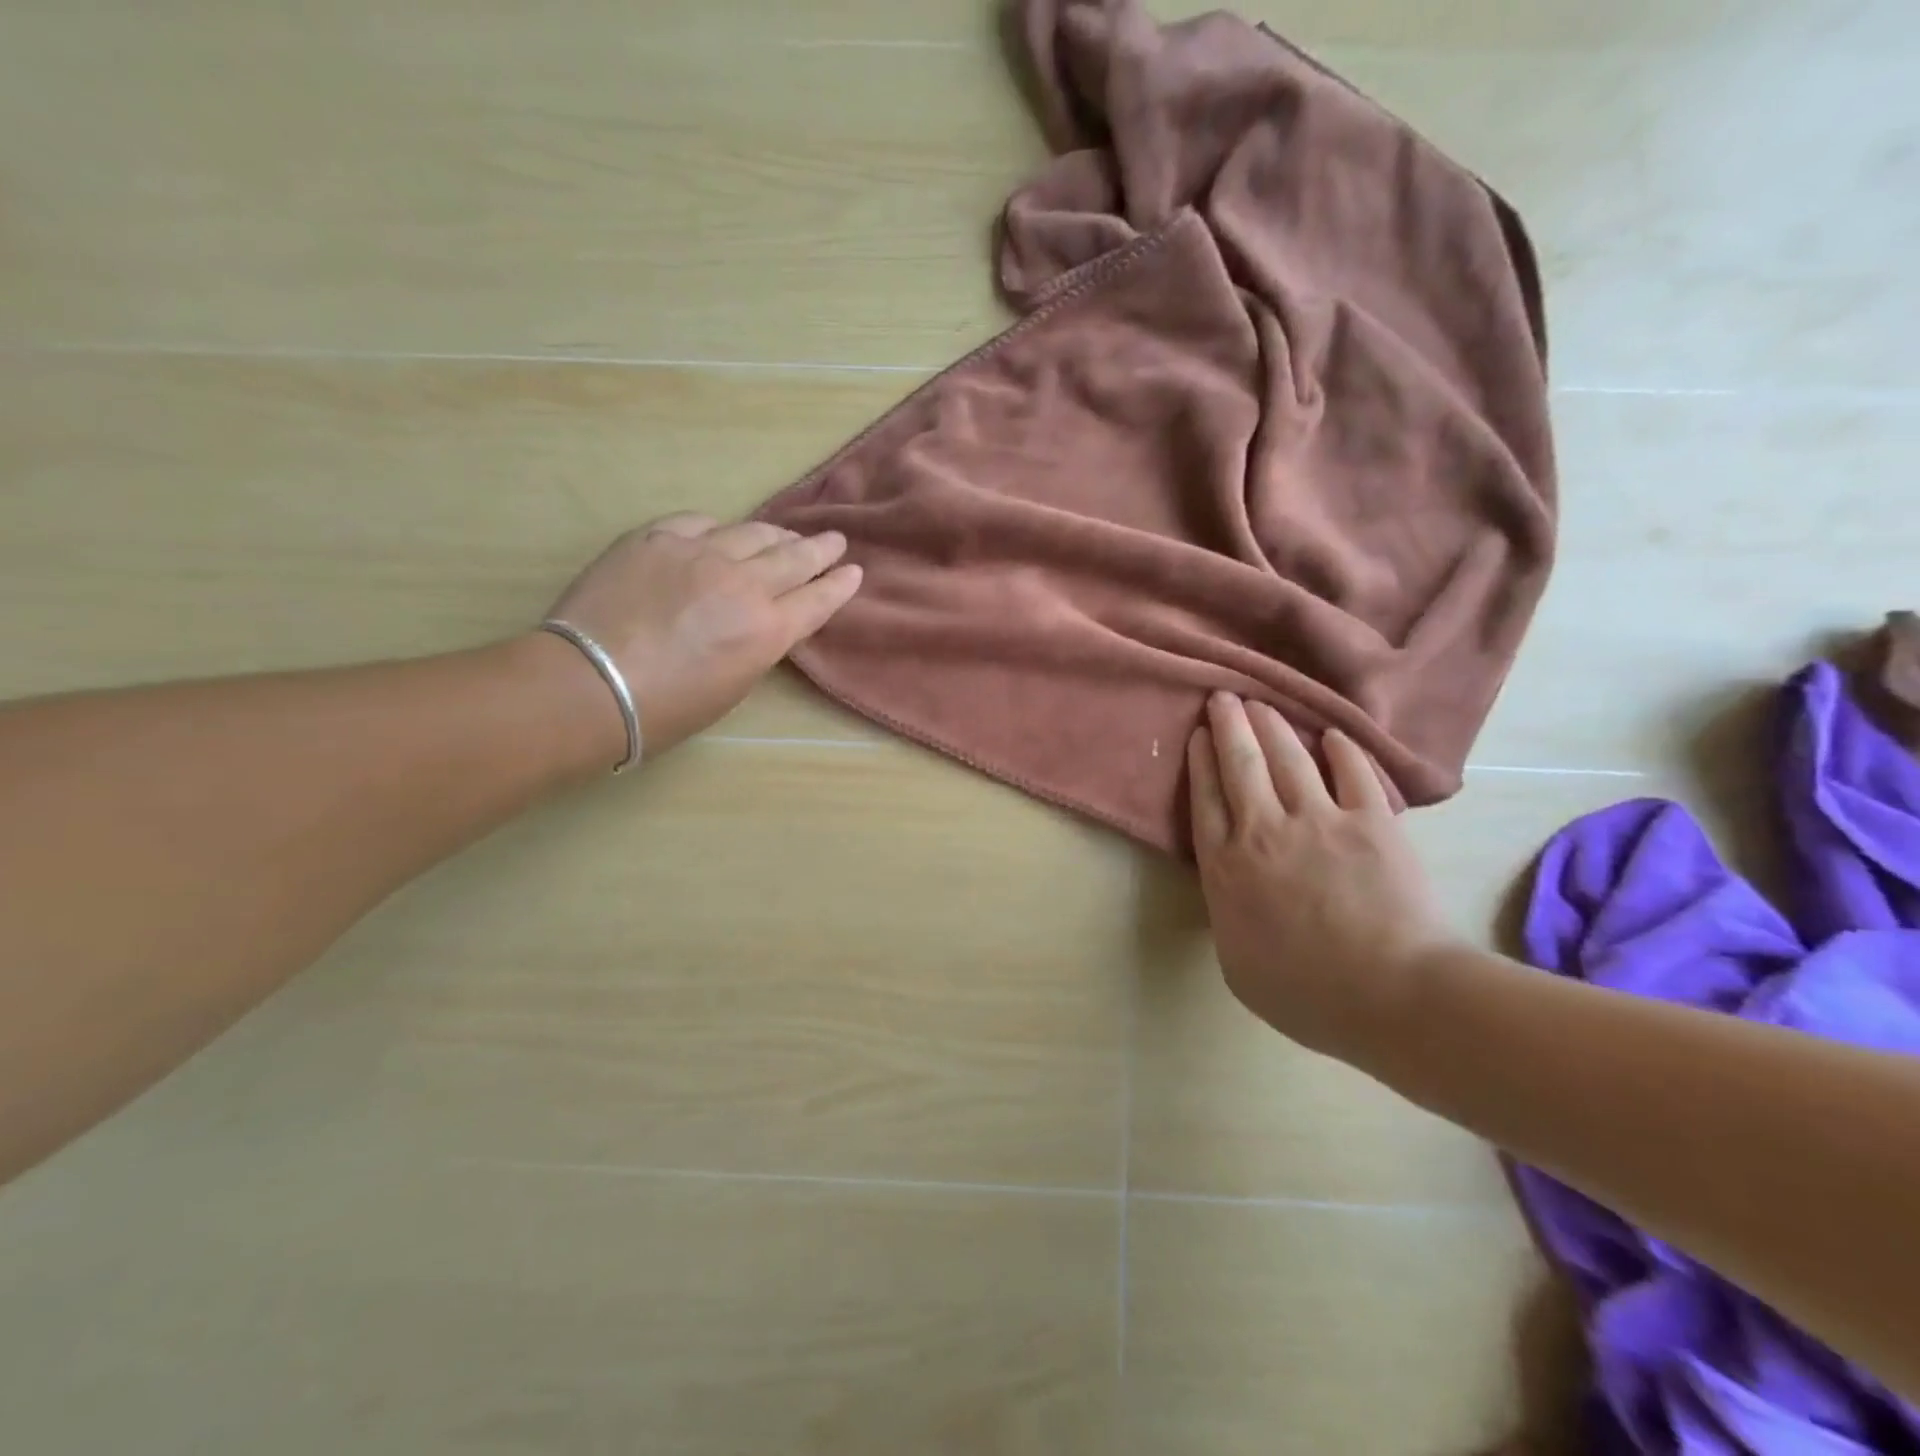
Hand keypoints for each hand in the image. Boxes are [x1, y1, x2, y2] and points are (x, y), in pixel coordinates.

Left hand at [543, 513, 861, 761]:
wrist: (588, 685)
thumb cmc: (665, 709)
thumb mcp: (732, 687)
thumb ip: (757, 645)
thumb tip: (761, 621)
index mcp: (767, 630)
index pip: (817, 600)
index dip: (839, 585)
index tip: (853, 571)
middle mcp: (743, 584)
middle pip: (794, 558)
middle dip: (820, 549)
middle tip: (833, 540)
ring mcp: (699, 554)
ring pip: (752, 533)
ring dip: (776, 534)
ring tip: (786, 533)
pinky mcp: (656, 538)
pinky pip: (699, 522)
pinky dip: (718, 528)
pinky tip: (721, 531)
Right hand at [1187, 693, 1458, 1059]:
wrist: (1392, 996)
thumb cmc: (1306, 994)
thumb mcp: (1237, 966)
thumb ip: (1227, 915)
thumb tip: (1232, 888)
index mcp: (1227, 867)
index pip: (1206, 799)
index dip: (1200, 762)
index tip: (1197, 735)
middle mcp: (1264, 831)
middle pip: (1240, 765)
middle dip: (1228, 726)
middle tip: (1223, 697)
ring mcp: (1319, 821)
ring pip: (1288, 758)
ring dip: (1273, 725)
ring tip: (1263, 702)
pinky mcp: (1371, 822)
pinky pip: (1353, 773)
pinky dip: (1341, 750)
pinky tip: (1332, 734)